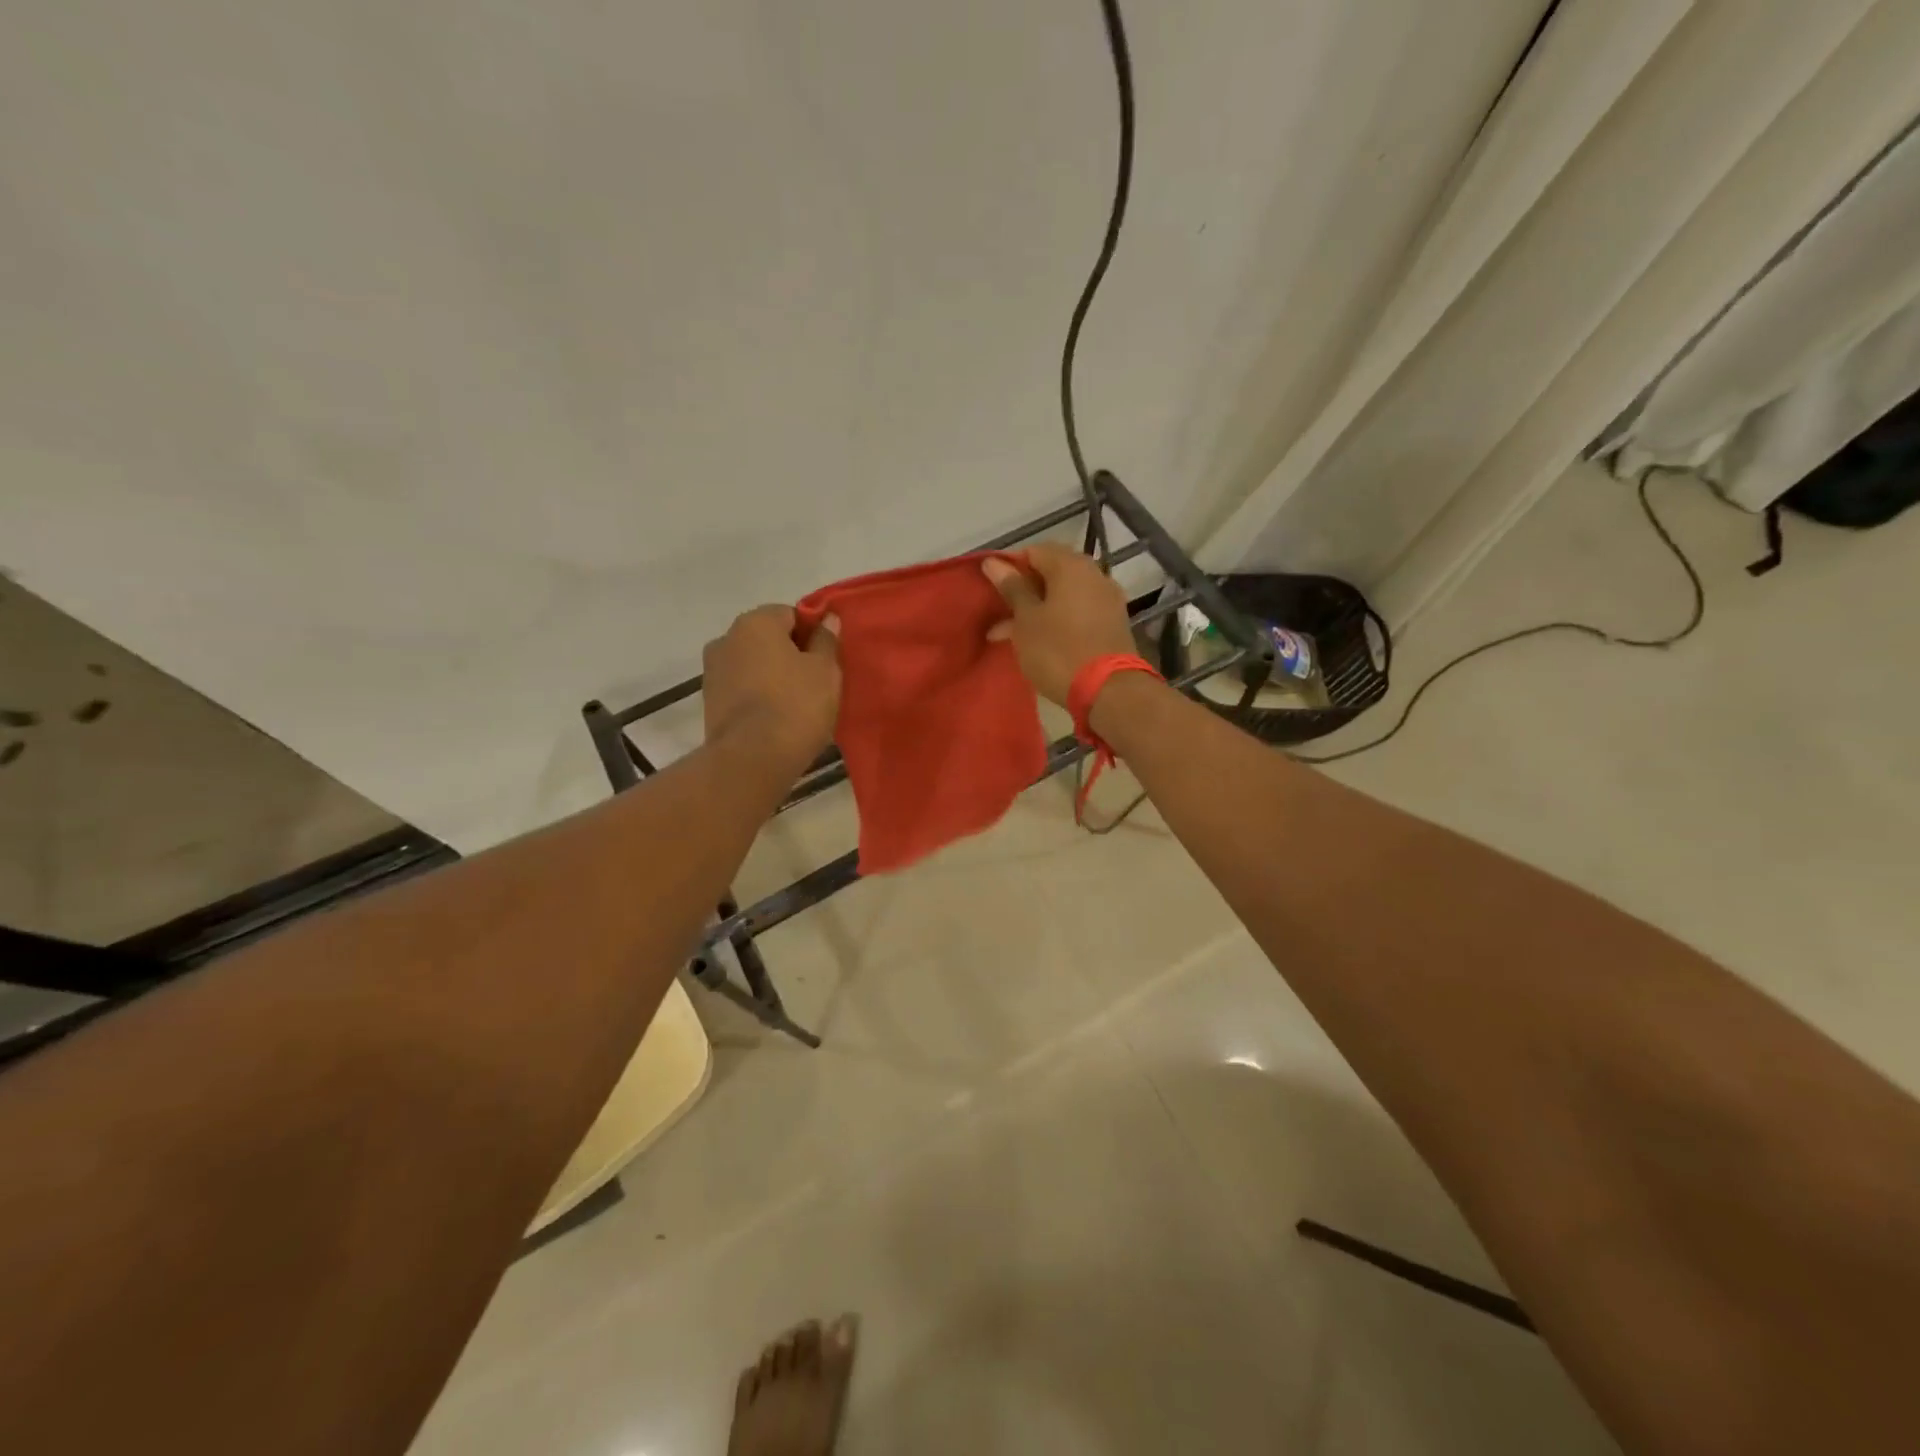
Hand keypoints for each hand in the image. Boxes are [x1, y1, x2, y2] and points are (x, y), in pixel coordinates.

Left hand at [702, 605, 840, 774]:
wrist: (751, 759)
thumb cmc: (796, 705)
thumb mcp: (825, 671)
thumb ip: (826, 640)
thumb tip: (827, 619)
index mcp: (755, 622)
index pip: (791, 614)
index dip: (812, 634)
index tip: (827, 659)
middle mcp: (726, 639)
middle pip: (768, 639)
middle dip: (790, 654)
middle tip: (816, 682)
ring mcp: (712, 672)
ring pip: (753, 665)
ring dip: (773, 677)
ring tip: (796, 705)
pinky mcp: (709, 703)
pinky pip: (742, 690)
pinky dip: (758, 697)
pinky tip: (776, 719)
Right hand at [982, 543, 1136, 707]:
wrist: (1109, 691)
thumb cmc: (1058, 650)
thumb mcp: (1026, 620)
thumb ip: (1012, 588)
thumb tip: (993, 562)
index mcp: (1071, 565)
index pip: (1033, 551)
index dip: (1009, 568)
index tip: (993, 592)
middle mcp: (1094, 574)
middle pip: (1052, 573)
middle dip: (1024, 592)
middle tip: (1000, 615)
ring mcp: (1107, 600)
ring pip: (1064, 596)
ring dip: (1038, 610)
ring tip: (1012, 636)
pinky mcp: (1113, 624)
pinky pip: (1079, 613)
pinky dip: (1058, 621)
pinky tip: (1041, 642)